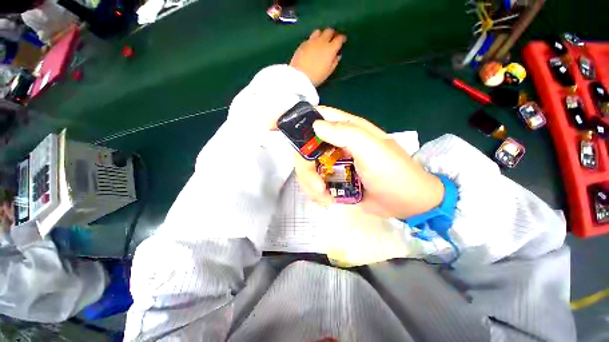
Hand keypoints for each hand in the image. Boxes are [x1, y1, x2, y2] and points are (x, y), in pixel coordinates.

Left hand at [290, 28, 345, 86]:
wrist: (300, 76)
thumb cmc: (316, 77)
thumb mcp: (328, 72)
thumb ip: (334, 62)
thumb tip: (337, 55)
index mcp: (330, 49)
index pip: (339, 39)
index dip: (342, 38)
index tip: (343, 40)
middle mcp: (321, 41)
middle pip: (329, 31)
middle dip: (332, 34)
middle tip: (333, 38)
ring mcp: (311, 41)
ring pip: (319, 31)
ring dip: (322, 34)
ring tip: (322, 40)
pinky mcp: (302, 44)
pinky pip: (310, 38)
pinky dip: (313, 40)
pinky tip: (312, 46)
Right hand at [294, 106, 445, 218]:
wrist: (406, 202)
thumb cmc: (394, 172)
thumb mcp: (372, 150)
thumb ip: (345, 134)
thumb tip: (315, 125)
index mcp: (346, 130)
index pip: (315, 116)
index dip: (294, 119)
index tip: (272, 127)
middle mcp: (336, 144)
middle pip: (305, 150)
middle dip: (305, 170)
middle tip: (317, 186)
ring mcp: (333, 162)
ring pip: (307, 169)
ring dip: (311, 185)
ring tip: (326, 198)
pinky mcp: (333, 179)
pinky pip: (314, 183)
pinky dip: (316, 193)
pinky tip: (328, 200)